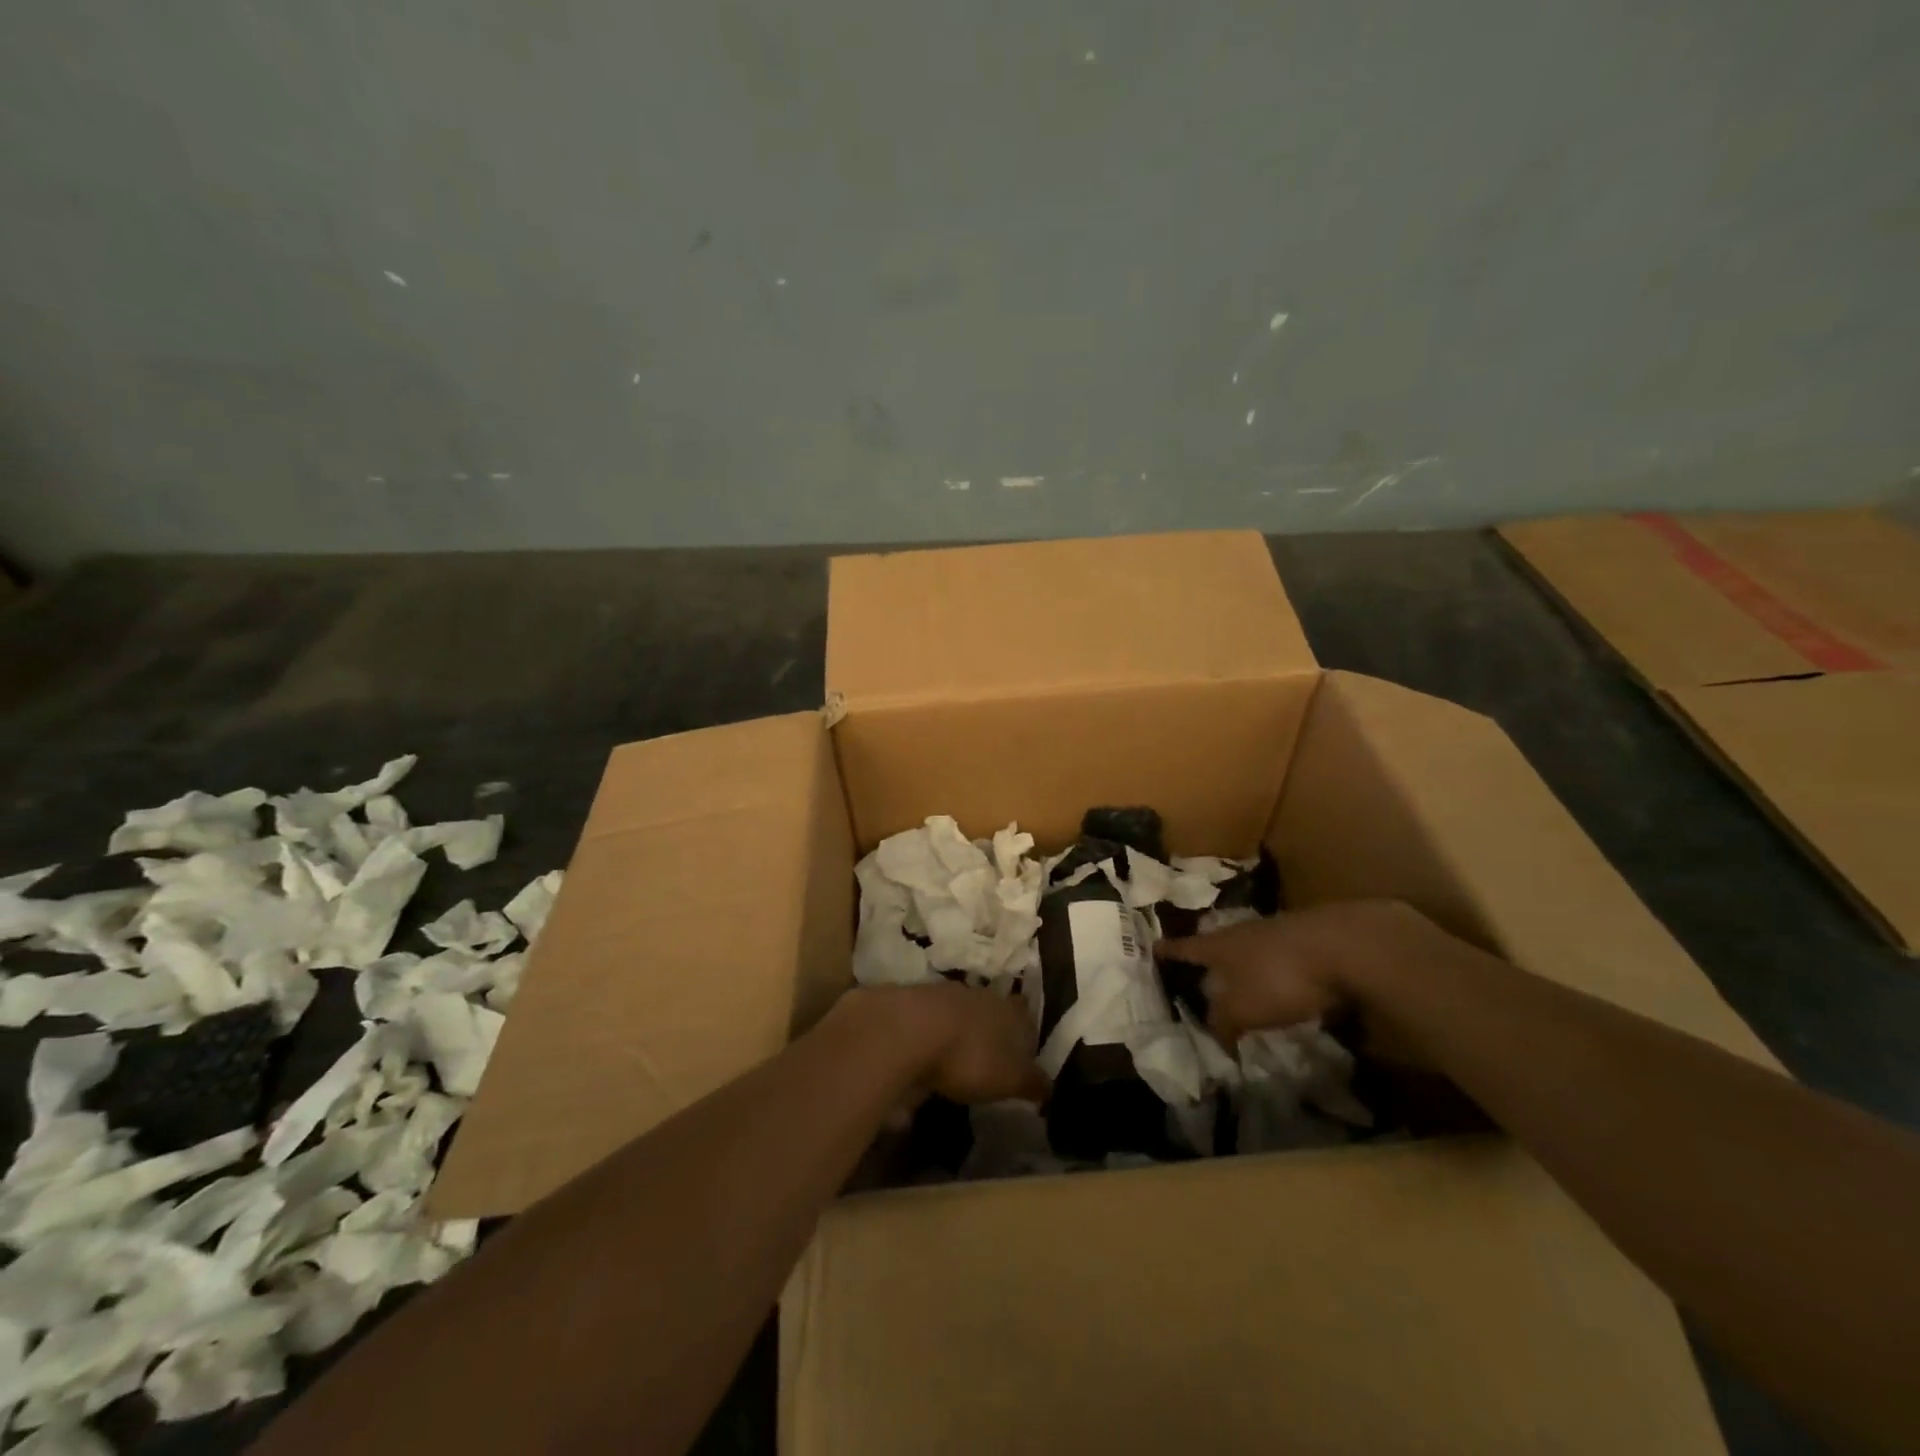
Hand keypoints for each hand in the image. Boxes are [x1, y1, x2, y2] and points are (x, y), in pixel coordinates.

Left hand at [843, 982, 1049, 1104]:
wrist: (908, 1031)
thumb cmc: (970, 1056)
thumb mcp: (1010, 1079)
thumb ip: (1032, 1082)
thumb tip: (1049, 1086)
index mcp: (1007, 1010)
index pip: (1024, 1012)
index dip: (1025, 1028)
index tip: (1024, 1045)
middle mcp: (977, 995)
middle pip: (990, 1008)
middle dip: (991, 1027)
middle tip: (991, 1051)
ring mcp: (941, 995)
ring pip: (958, 1010)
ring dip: (959, 1028)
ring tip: (957, 1054)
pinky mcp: (910, 1003)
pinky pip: (928, 1020)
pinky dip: (930, 1035)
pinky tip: (926, 1053)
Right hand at [1158, 900, 1443, 1048]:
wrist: (1345, 946)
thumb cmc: (1279, 976)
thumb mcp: (1242, 1008)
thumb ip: (1223, 1021)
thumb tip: (1215, 1035)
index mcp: (1219, 946)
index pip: (1185, 948)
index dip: (1169, 952)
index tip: (1154, 948)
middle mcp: (1243, 933)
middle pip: (1219, 946)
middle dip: (1211, 962)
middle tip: (1203, 977)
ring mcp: (1278, 933)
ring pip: (1252, 952)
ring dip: (1247, 970)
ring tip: (1245, 989)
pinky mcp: (1310, 942)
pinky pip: (1283, 960)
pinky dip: (1278, 975)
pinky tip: (1287, 990)